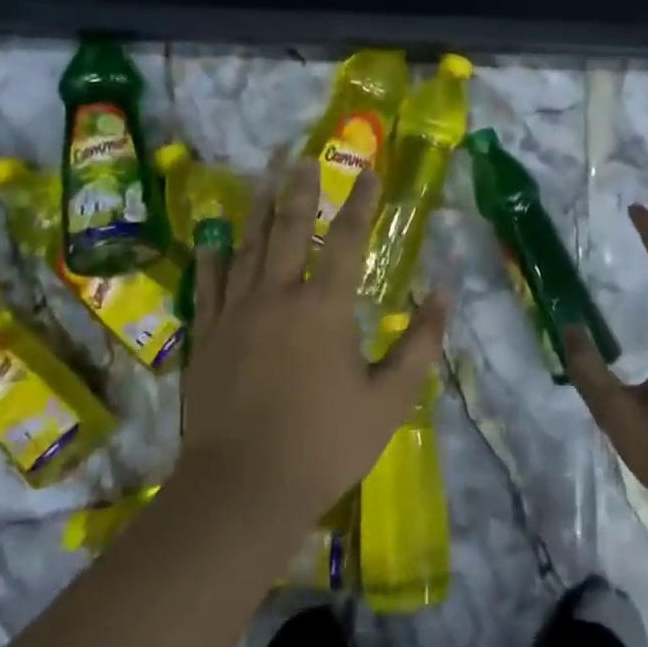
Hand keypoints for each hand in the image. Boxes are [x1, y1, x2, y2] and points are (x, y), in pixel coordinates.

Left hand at [175, 155, 447, 527]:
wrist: (242, 491)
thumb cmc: (324, 444)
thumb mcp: (389, 400)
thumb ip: (419, 345)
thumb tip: (440, 296)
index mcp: (323, 307)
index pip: (346, 239)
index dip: (360, 202)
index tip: (368, 170)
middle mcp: (277, 297)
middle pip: (288, 229)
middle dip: (298, 189)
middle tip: (300, 155)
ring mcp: (235, 315)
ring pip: (245, 248)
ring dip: (255, 209)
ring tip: (260, 177)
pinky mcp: (207, 339)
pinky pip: (208, 286)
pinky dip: (212, 257)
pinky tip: (212, 238)